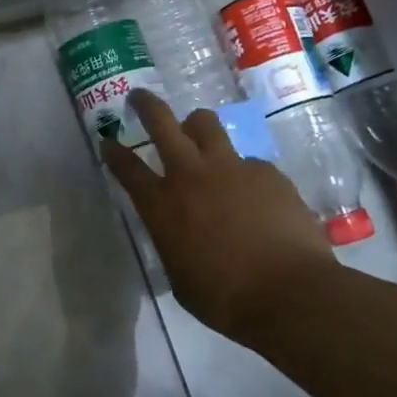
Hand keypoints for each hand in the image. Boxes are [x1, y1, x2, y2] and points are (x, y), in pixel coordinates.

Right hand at [103, 89, 337, 339]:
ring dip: (196, 126)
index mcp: (161, 204)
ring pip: (206, 123)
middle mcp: (190, 175)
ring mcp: (231, 168)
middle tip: (139, 99)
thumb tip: (179, 234)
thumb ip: (172, 241)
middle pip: (161, 122)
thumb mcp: (179, 274)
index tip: (107, 140)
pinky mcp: (267, 172)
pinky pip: (247, 161)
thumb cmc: (224, 298)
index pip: (126, 167)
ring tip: (199, 135)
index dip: (113, 151)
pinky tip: (255, 197)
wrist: (289, 294)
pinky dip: (242, 173)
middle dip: (146, 105)